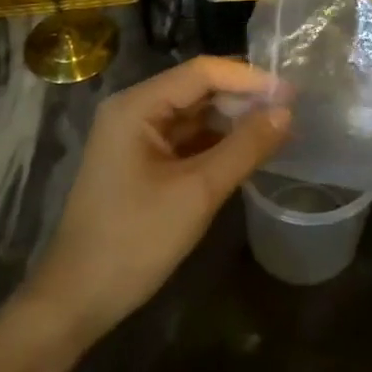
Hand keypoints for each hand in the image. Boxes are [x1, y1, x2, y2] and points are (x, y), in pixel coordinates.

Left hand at [23, 57, 291, 346]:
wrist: (77, 300)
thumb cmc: (135, 240)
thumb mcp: (198, 192)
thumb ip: (245, 147)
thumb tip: (287, 112)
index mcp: (137, 106)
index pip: (203, 72)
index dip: (249, 78)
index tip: (293, 93)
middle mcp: (134, 110)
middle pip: (199, 89)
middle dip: (244, 98)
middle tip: (292, 113)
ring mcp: (136, 137)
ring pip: (196, 115)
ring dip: (234, 121)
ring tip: (280, 130)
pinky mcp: (142, 162)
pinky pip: (187, 139)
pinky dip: (218, 143)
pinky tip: (250, 151)